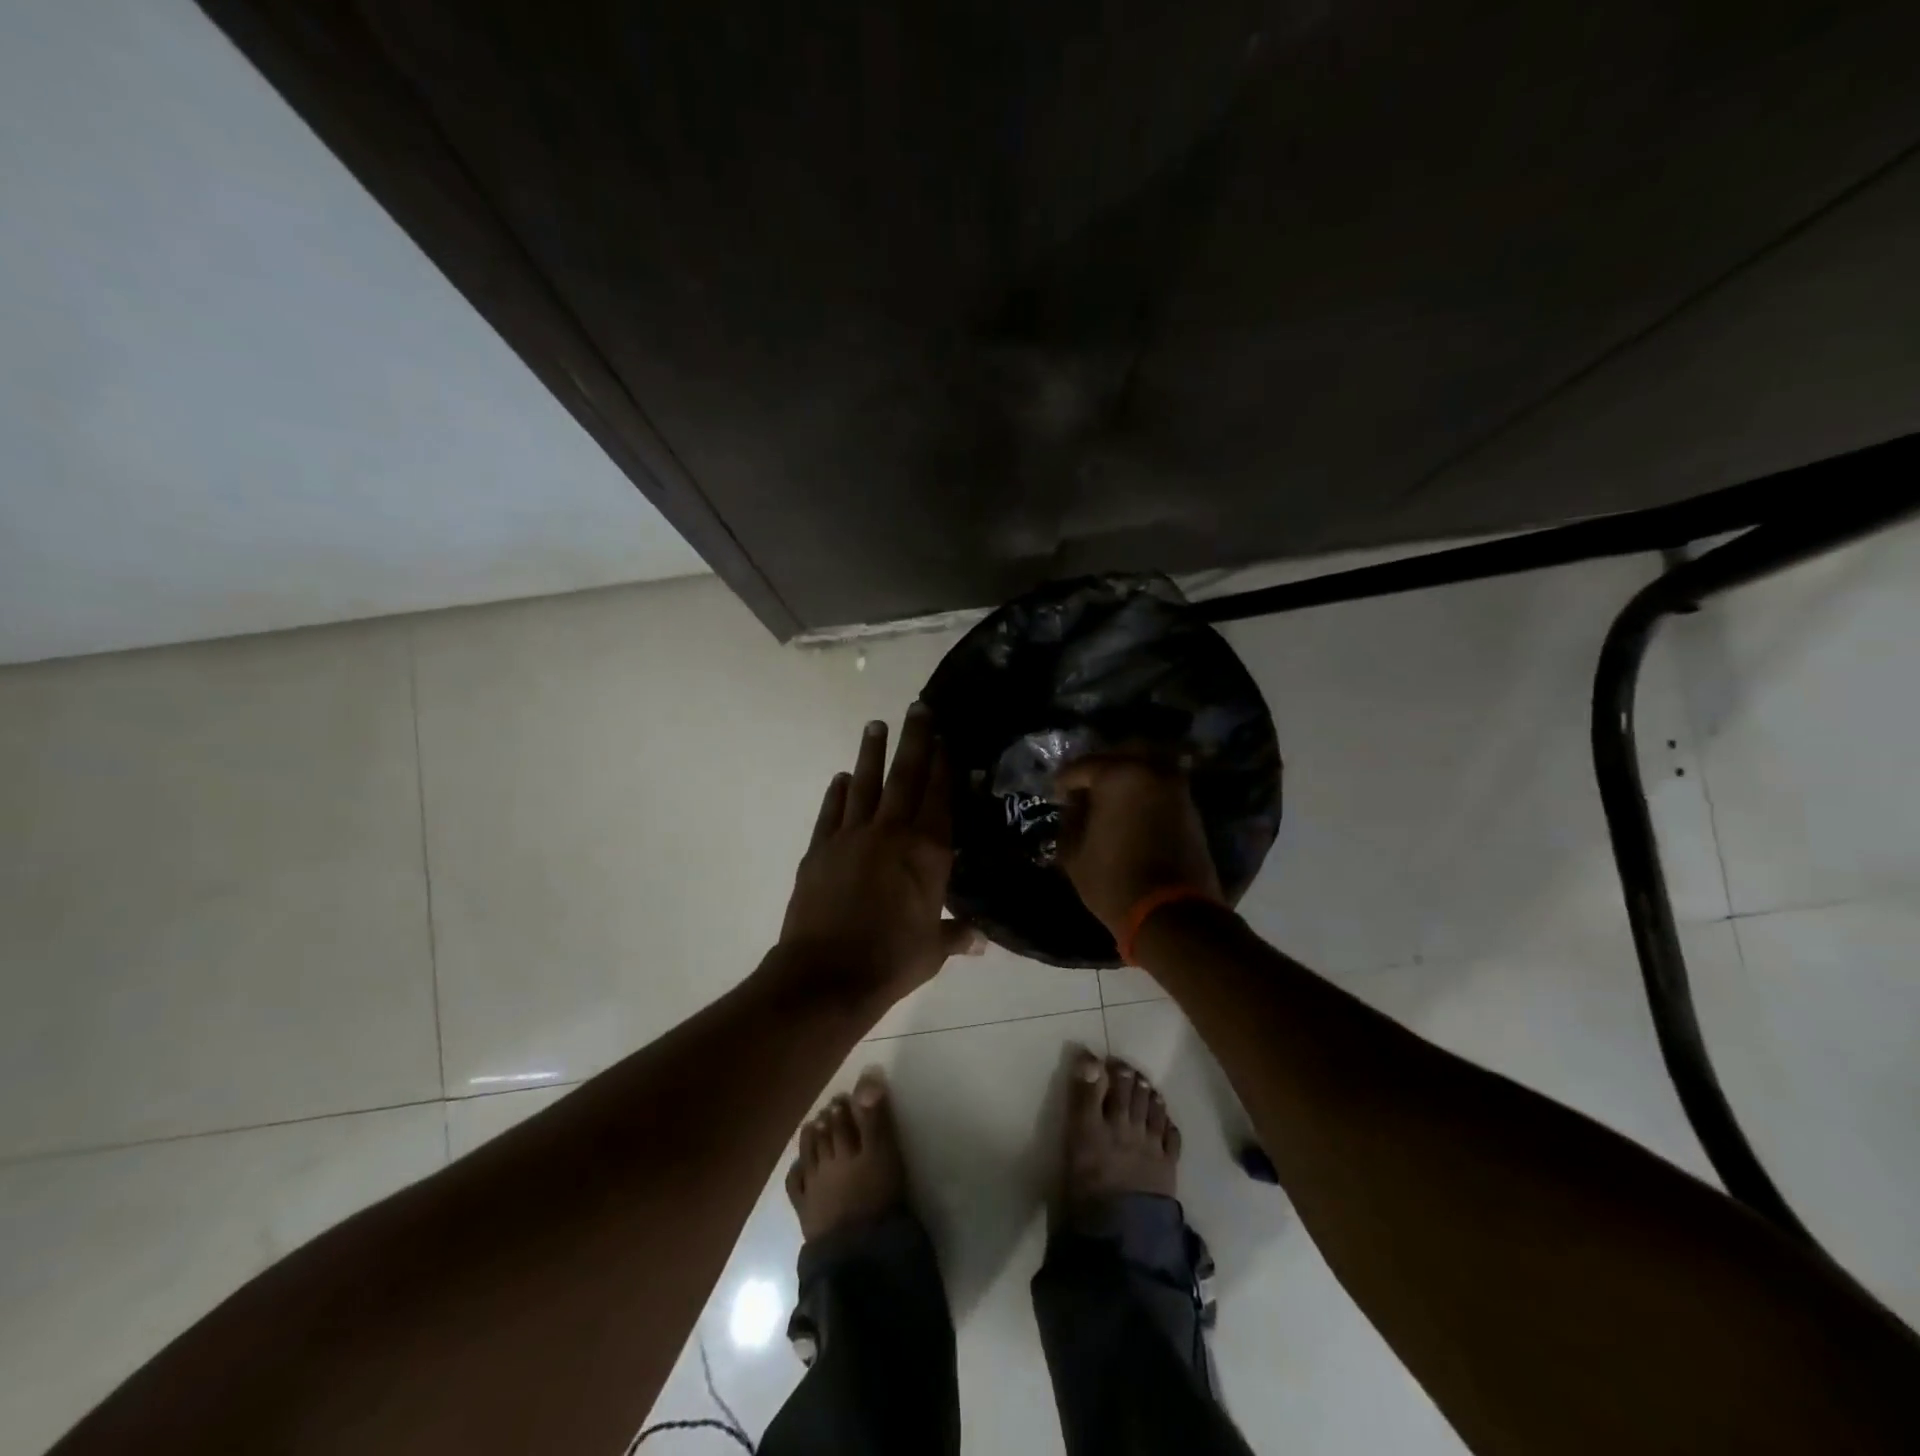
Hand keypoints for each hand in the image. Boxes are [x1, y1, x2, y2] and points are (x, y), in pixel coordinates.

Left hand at [778, 703, 978, 1007]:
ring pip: (865, 784)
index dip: (944, 765)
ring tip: (876, 724)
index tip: (947, 737)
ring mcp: (852, 836)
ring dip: (872, 753)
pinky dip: (836, 792)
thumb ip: (956, 935)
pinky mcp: (820, 848)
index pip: (940, 797)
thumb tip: (980, 940)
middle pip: (906, 776)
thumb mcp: (932, 950)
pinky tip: (840, 777)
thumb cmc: (892, 962)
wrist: (827, 976)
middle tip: (917, 707)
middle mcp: (892, 833)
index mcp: (928, 852)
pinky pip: (831, 811)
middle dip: (914, 740)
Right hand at [1055, 753, 1221, 937]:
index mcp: (1118, 775)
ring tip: (1108, 800)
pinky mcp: (1190, 806)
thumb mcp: (1073, 853)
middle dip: (1098, 769)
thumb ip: (1070, 819)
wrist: (1172, 913)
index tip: (1056, 796)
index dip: (1064, 782)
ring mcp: (1175, 786)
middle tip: (1084, 790)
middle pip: (1119, 754)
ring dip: (1125, 776)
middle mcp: (1150, 770)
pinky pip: (1160, 784)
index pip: (1081, 767)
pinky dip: (1144, 790)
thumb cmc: (1113, 881)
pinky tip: (1130, 810)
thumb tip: (1076, 805)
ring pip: (1145, 765)